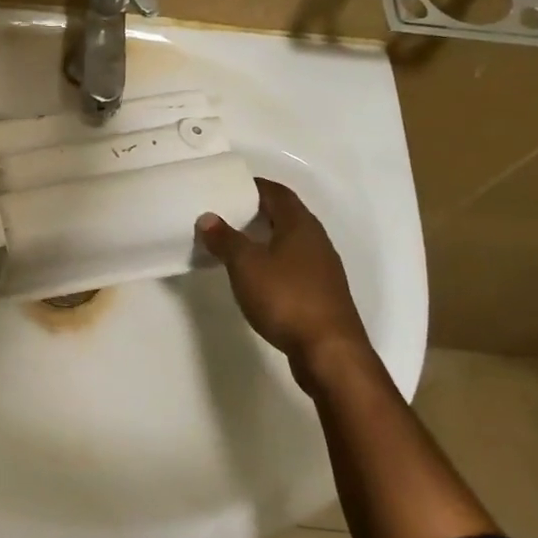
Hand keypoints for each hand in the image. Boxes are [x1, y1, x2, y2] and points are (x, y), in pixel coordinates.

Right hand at [197, 178, 372, 394]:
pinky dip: (272, 261)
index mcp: (300, 225)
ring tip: (235, 243)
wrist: (329, 351)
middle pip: (285, 215)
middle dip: (256, 211)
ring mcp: (322, 268)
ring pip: (290, 241)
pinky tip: (256, 275)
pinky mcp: (321, 293)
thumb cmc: (286, 298)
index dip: (253, 186)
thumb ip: (225, 239)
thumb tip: (208, 217)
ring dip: (264, 238)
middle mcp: (316, 240)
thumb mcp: (246, 265)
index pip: (276, 192)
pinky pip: (293, 264)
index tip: (227, 187)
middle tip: (225, 214)